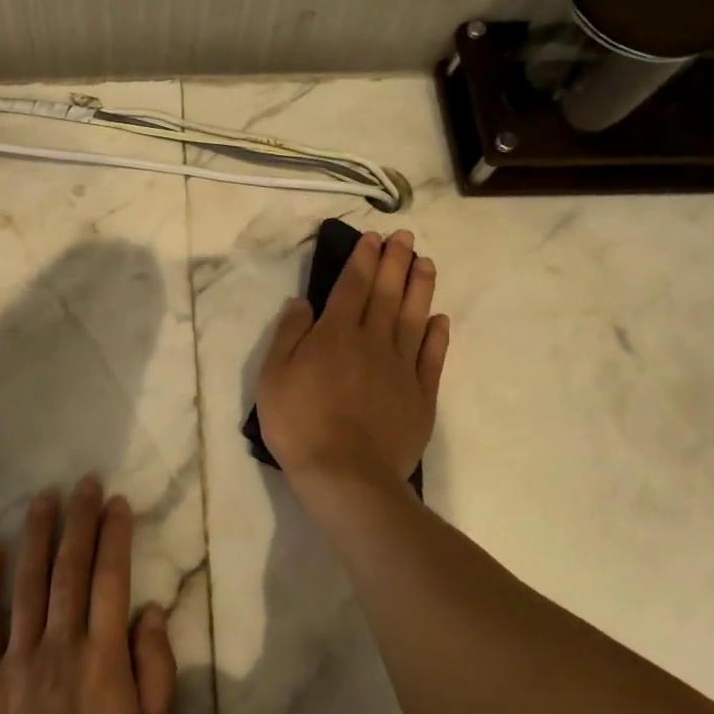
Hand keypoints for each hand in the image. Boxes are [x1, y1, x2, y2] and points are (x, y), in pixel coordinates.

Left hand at [0, 477, 177, 713]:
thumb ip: (156, 669)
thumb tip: (149, 611)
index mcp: (103, 656)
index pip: (111, 578)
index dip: (115, 535)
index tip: (117, 501)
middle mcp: (61, 643)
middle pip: (71, 568)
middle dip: (79, 520)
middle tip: (83, 483)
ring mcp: (18, 657)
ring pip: (29, 582)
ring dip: (37, 536)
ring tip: (43, 499)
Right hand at [255, 229, 448, 491]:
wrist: (346, 476)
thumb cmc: (301, 424)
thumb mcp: (273, 377)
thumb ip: (289, 335)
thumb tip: (303, 303)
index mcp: (336, 334)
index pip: (352, 286)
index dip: (362, 260)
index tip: (373, 238)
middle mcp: (373, 341)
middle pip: (387, 293)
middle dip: (395, 262)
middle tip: (405, 238)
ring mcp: (401, 368)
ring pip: (414, 318)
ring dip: (420, 288)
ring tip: (426, 264)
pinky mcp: (421, 395)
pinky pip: (431, 357)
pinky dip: (437, 336)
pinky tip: (439, 320)